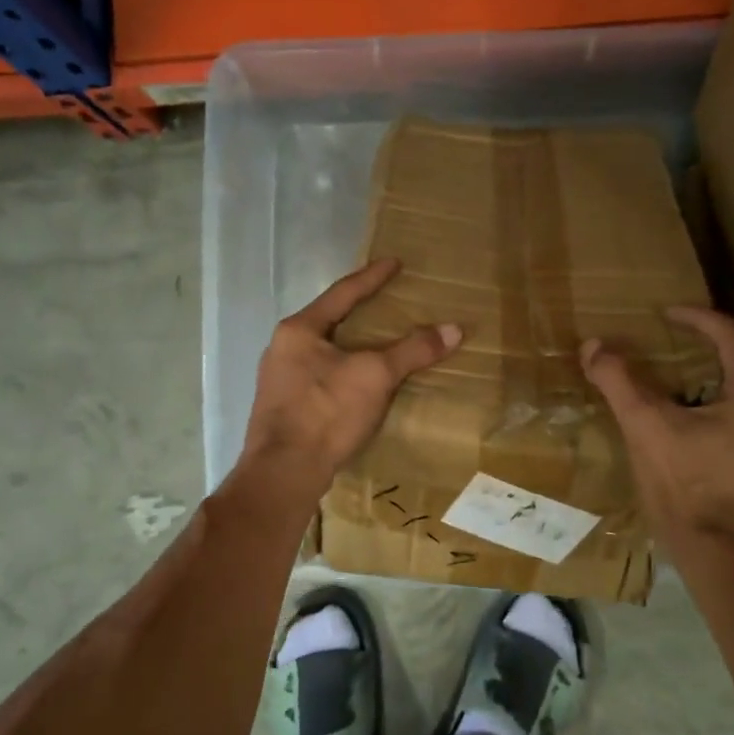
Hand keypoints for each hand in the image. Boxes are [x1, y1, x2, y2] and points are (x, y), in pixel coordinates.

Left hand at [244, 258, 463, 480]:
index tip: (394, 262)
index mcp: (299, 329)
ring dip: (352, 345)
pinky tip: (361, 383)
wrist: (284, 472)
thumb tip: (454, 329)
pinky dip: (345, 372)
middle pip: (330, 321)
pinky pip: (321, 377)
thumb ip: (412, 350)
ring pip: (324, 351)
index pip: (342, 293)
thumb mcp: (375, 376)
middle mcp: (283, 348)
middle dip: (360, 312)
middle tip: (389, 302)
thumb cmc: (325, 411)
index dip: (372, 277)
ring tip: (379, 343)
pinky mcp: (285, 408)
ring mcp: (279, 380)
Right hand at [581, 307, 733, 555]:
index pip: (730, 336)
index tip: (664, 313)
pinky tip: (678, 424)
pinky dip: (704, 408)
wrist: (717, 555)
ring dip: (700, 380)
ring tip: (665, 382)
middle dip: (697, 348)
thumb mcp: (645, 426)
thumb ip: (619, 381)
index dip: (697, 317)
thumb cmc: (685, 486)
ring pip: (733, 394)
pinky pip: (731, 420)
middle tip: (662, 344)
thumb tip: (594, 345)